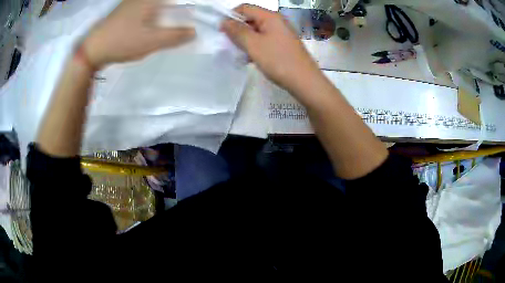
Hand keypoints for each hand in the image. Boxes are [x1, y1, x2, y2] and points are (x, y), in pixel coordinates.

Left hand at [82, 0, 194, 69]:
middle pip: (168, 4)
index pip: (176, 2)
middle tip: (182, 28)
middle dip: (177, 13)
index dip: (187, 9)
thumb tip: (194, 32)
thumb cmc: (121, 42)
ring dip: (166, 16)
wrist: (92, 49)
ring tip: (169, 28)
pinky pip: (147, 9)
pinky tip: (152, 27)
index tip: (192, 22)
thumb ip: (175, 36)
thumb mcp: (151, 41)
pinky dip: (155, 16)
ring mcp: (133, 2)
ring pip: (157, 6)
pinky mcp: (127, 9)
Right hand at [221, 4, 320, 92]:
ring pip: (257, 31)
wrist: (305, 81)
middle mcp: (277, 21)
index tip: (222, 31)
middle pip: (251, 19)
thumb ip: (237, 31)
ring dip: (245, 40)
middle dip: (237, 29)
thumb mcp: (253, 45)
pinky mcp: (283, 44)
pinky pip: (264, 40)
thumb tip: (224, 21)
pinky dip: (255, 46)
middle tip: (229, 44)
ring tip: (239, 53)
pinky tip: (250, 58)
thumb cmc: (278, 60)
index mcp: (270, 17)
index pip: (245, 8)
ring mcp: (281, 33)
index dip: (231, 17)